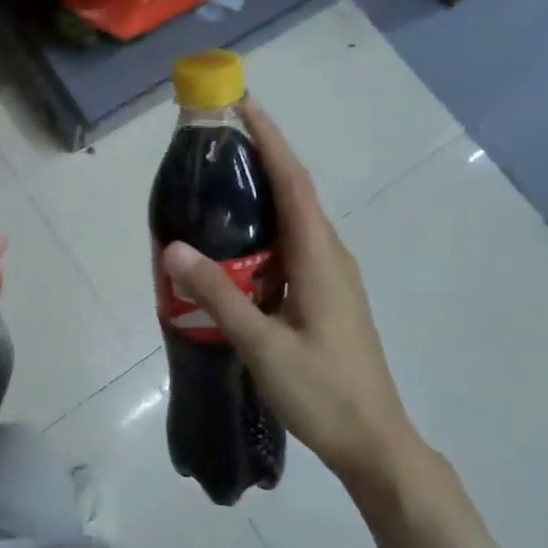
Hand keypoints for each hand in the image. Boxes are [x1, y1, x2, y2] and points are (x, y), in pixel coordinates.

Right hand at [159, 103, 422, 489]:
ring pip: (294, 218)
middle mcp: (330, 254)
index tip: (242, 104)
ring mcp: (332, 275)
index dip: (269, 139)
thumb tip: (171, 246)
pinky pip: (292, 244)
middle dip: (260, 156)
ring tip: (217, 183)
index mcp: (319, 256)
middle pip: (294, 191)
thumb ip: (217, 294)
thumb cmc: (323, 392)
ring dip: (262, 192)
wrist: (375, 443)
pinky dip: (264, 228)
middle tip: (214, 141)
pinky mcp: (326, 294)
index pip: (293, 181)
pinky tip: (234, 245)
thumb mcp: (262, 345)